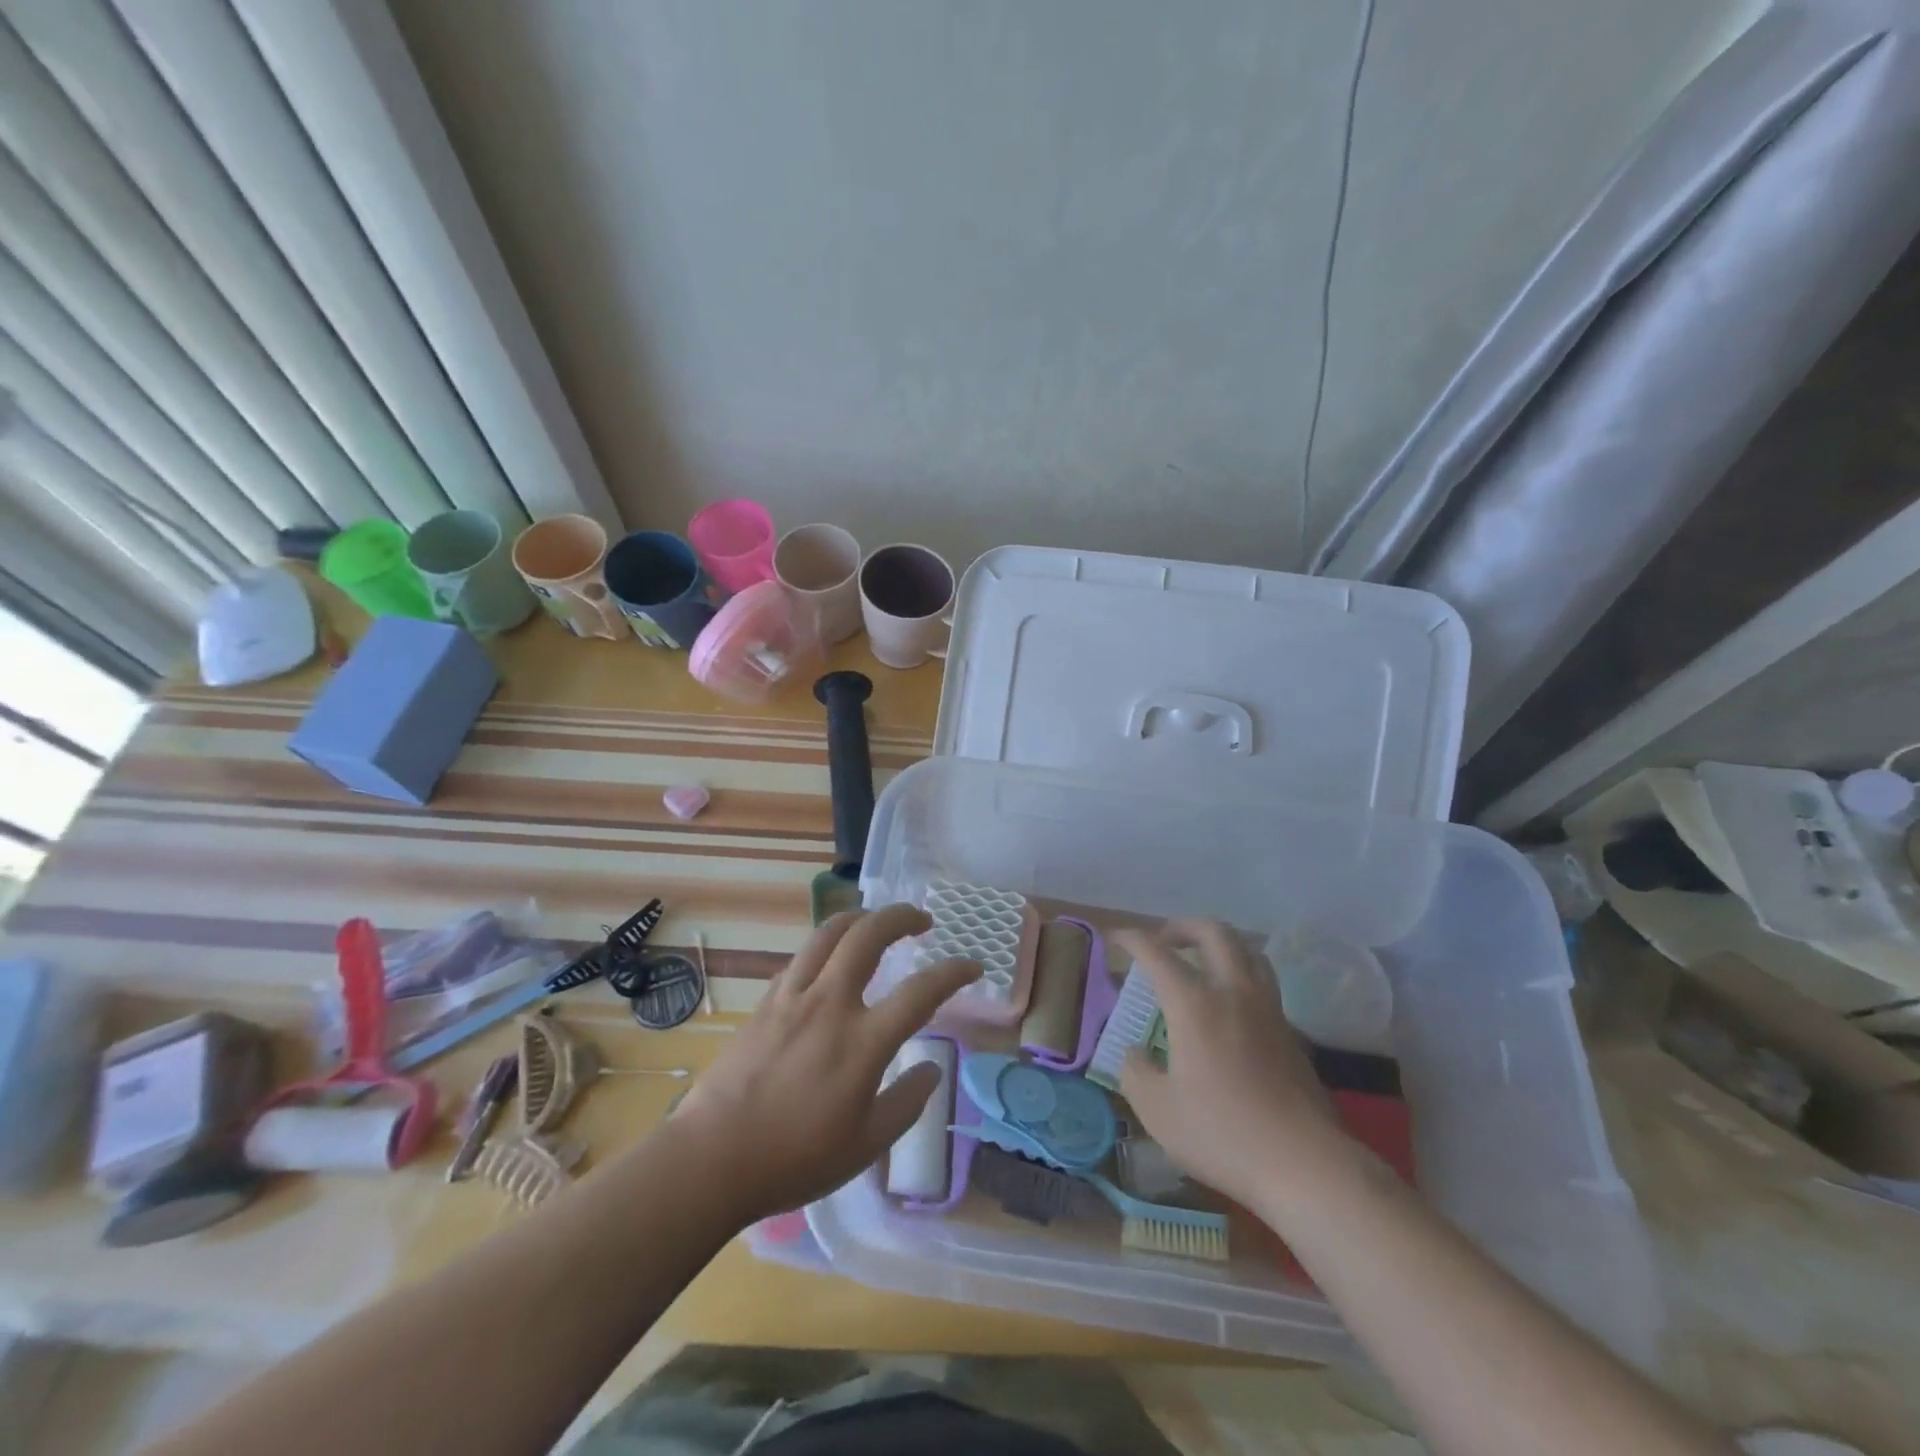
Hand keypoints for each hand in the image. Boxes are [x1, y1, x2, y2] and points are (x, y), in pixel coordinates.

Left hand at [671, 905, 979, 1225]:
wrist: (712, 1158)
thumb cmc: (795, 1158)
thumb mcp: (866, 1145)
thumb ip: (907, 1102)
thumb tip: (931, 1069)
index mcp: (863, 1042)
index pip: (921, 991)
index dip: (954, 972)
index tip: (973, 965)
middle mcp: (830, 1004)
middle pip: (869, 935)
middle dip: (902, 916)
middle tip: (921, 920)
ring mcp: (793, 997)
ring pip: (829, 933)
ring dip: (860, 918)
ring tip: (876, 922)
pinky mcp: (766, 1002)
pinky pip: (801, 958)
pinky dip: (825, 947)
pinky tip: (830, 962)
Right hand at [1116, 920, 1355, 1210]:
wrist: (1305, 1165)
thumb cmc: (1222, 1133)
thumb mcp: (1157, 1110)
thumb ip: (1136, 1072)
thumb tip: (1136, 1053)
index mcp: (1194, 1004)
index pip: (1157, 953)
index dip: (1132, 938)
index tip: (1116, 937)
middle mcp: (1233, 993)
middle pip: (1213, 932)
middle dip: (1182, 927)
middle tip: (1162, 942)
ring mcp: (1268, 1010)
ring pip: (1248, 951)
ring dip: (1219, 945)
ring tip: (1200, 964)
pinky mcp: (1291, 1033)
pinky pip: (1263, 983)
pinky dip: (1240, 976)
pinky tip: (1229, 1008)